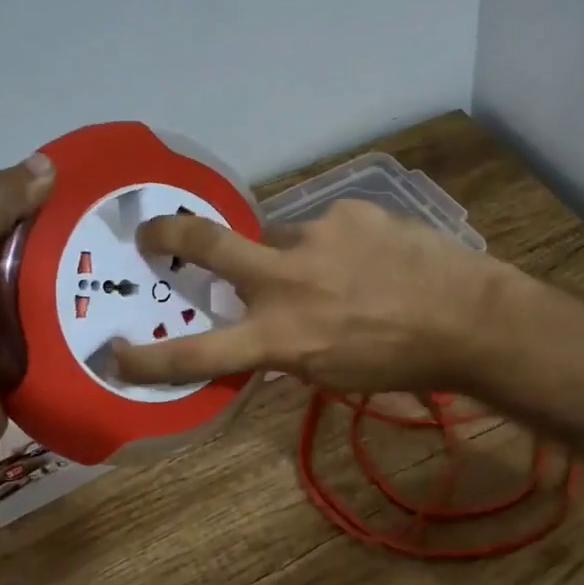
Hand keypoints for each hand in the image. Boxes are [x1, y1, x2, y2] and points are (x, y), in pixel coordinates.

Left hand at [0, 155, 54, 433]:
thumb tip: (44, 162)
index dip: (8, 214)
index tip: (56, 213)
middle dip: (31, 253)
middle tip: (81, 244)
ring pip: (8, 294)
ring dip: (42, 289)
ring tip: (90, 275)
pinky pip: (18, 327)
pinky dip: (42, 321)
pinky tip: (78, 311)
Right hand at [112, 199, 510, 394]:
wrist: (468, 317)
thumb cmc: (402, 362)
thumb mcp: (330, 374)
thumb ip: (286, 347)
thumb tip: (261, 329)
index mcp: (280, 336)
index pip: (197, 353)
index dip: (148, 359)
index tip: (114, 354)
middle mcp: (285, 280)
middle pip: (207, 244)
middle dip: (168, 235)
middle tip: (151, 232)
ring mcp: (315, 235)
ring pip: (278, 238)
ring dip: (292, 256)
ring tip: (338, 273)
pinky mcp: (348, 210)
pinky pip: (325, 227)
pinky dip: (335, 244)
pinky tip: (370, 258)